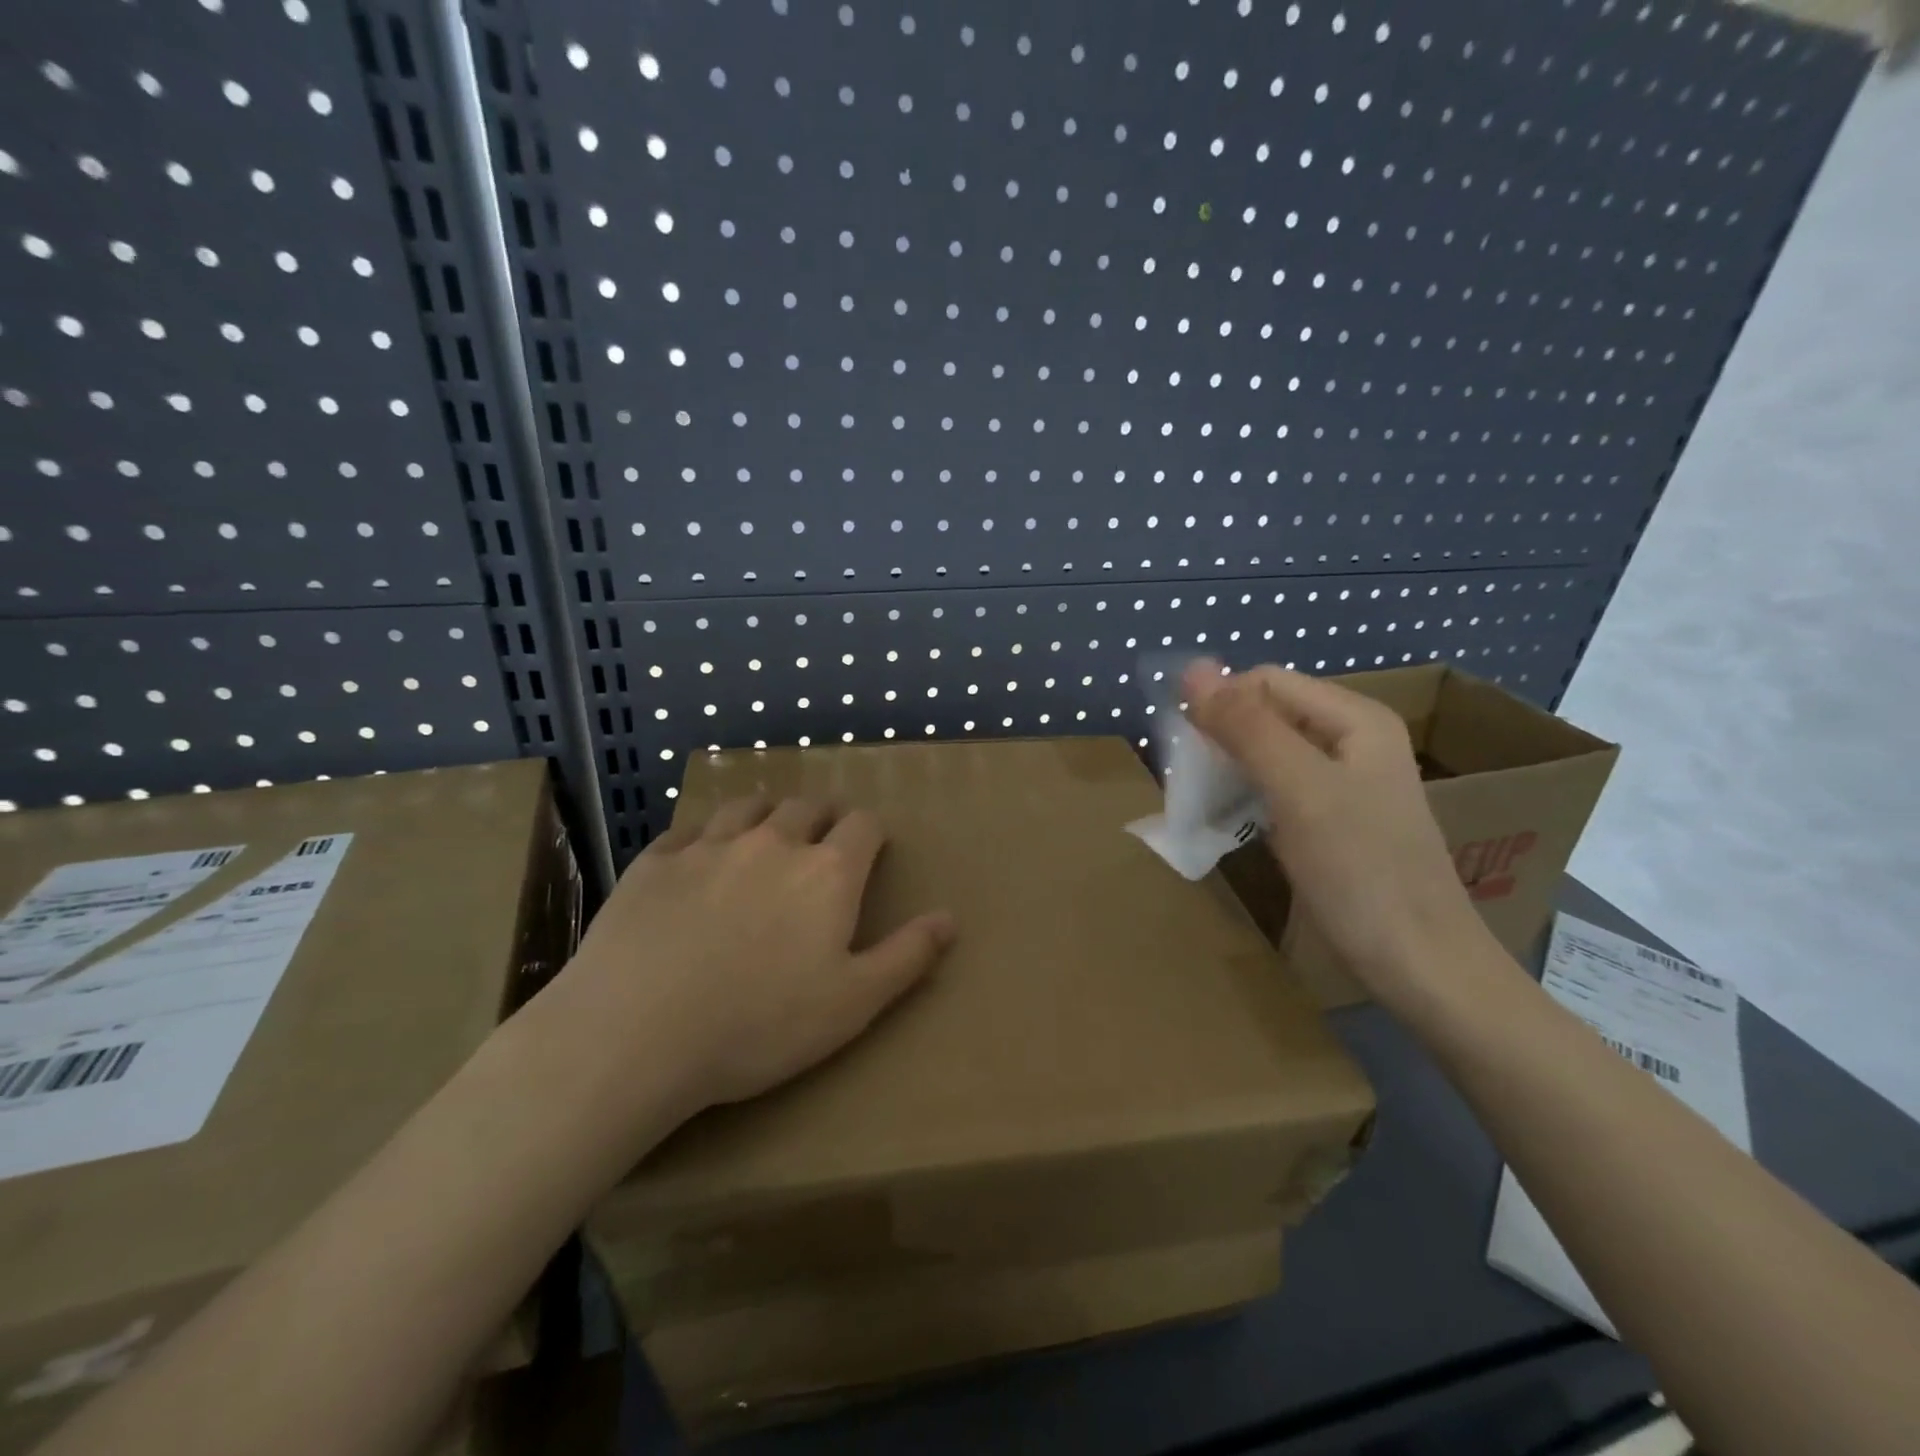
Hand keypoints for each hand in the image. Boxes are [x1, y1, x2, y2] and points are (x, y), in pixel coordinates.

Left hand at [545, 796, 955, 1123]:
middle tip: (820, 839)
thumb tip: (950, 918)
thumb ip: (907, 955)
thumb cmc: (760, 1025)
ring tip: (764, 833)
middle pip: (806, 806)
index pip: (863, 824)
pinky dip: (703, 836)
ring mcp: (709, 846)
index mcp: (827, 871)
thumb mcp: (853, 1003)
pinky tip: (697, 858)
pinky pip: (688, 830)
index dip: (871, 831)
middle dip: (822, 816)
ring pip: (747, 807)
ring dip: (765, 814)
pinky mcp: (655, 861)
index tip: (870, 847)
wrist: (636, 1034)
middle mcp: (772, 842)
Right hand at [1183, 660, 1488, 998]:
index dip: (1219, 703)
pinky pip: (1280, 786)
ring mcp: (1347, 782)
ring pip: (1269, 751)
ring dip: (1229, 766)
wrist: (1421, 965)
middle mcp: (1353, 739)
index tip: (1185, 751)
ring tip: (1204, 800)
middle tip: (1192, 781)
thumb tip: (1191, 668)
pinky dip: (1248, 794)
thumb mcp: (1298, 789)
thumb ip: (1246, 726)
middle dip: (1222, 736)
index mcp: (1355, 718)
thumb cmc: (1360, 871)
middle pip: (1267, 713)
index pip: (1264, 681)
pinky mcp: (1337, 819)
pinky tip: (1234, 820)